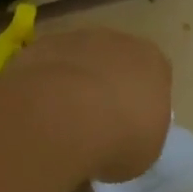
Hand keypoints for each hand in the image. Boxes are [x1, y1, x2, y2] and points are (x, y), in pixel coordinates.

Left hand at [10, 29, 172, 183]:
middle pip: (115, 62)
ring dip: (74, 83)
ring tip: (62, 122)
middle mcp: (118, 42)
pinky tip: (38, 113)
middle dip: (107, 87)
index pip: (154, 77)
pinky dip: (44, 86)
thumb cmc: (119, 138)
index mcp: (153, 63)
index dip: (141, 103)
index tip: (130, 128)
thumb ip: (140, 135)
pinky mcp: (39, 46)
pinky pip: (47, 67)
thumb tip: (123, 141)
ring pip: (79, 61)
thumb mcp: (145, 152)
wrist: (64, 119)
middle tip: (96, 124)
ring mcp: (76, 39)